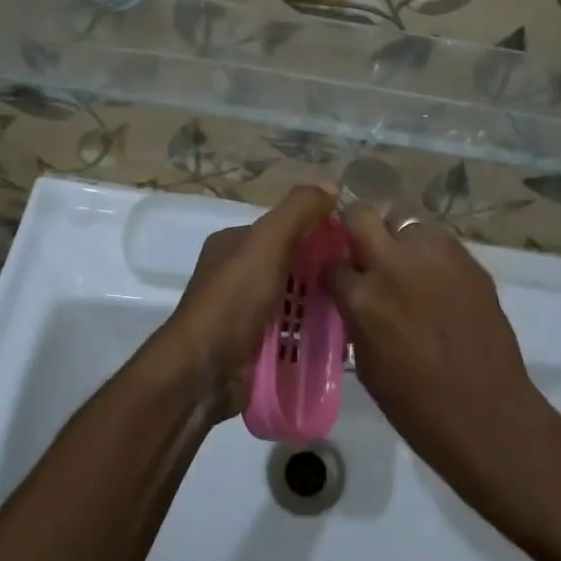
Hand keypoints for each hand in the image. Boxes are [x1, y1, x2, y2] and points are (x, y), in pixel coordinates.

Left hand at [152, 186, 336, 417]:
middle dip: (321, 273)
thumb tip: (331, 187)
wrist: (202, 373)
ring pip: (292, 302)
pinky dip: (310, 336)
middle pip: (290, 266)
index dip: (317, 232)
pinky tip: (337, 341)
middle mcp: (235, 275)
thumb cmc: (234, 300)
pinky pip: (289, 334)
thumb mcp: (267, 243)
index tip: (352, 246)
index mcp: (233, 244)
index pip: (283, 228)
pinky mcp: (251, 348)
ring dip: (320, 307)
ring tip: (356, 312)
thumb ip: (298, 212)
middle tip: (359, 282)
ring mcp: (242, 314)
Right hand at [328, 204, 544, 483]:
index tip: (339, 278)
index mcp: (363, 297)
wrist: (487, 413)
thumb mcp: (366, 361)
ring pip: (405, 215)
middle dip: (357, 228)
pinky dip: (429, 249)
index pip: (332, 263)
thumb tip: (352, 296)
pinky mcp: (467, 257)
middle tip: (365, 250)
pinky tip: (436, 276)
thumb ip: (355, 316)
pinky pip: (438, 237)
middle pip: (362, 214)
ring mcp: (435, 255)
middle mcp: (394, 264)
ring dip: (398, 234)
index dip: (334, 271)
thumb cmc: (417, 404)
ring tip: (406, 260)